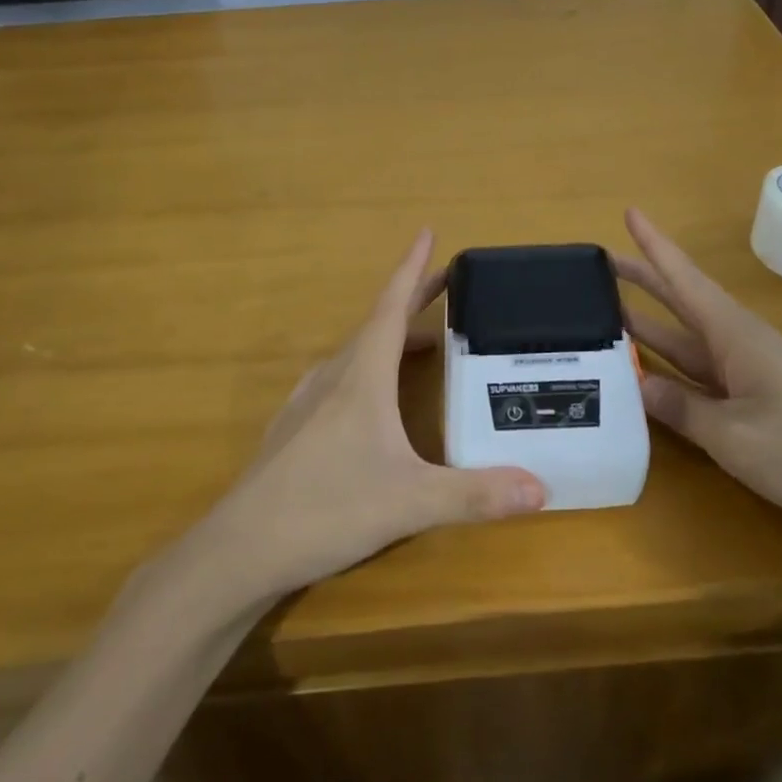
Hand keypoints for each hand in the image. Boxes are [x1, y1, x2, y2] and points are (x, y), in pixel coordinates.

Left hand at [199, 231, 545, 601]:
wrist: (239, 549)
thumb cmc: (326, 509)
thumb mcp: (410, 503)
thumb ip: (475, 494)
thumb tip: (542, 488)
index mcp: (361, 376)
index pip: (391, 306)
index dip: (411, 269)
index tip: (426, 232)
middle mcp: (333, 377)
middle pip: (378, 324)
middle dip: (414, 300)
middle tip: (450, 286)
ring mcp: (307, 402)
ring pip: (357, 354)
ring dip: (393, 339)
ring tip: (426, 344)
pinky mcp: (294, 428)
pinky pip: (340, 380)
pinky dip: (369, 370)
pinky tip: (374, 398)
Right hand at [615, 208, 781, 534]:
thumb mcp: (737, 436)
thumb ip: (682, 409)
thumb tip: (634, 384)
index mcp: (734, 335)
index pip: (684, 279)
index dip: (655, 246)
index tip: (629, 212)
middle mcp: (734, 344)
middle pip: (680, 301)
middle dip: (642, 279)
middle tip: (597, 265)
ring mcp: (743, 373)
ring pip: (683, 339)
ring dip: (646, 325)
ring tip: (603, 312)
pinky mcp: (748, 401)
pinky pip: (694, 374)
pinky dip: (664, 369)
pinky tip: (639, 375)